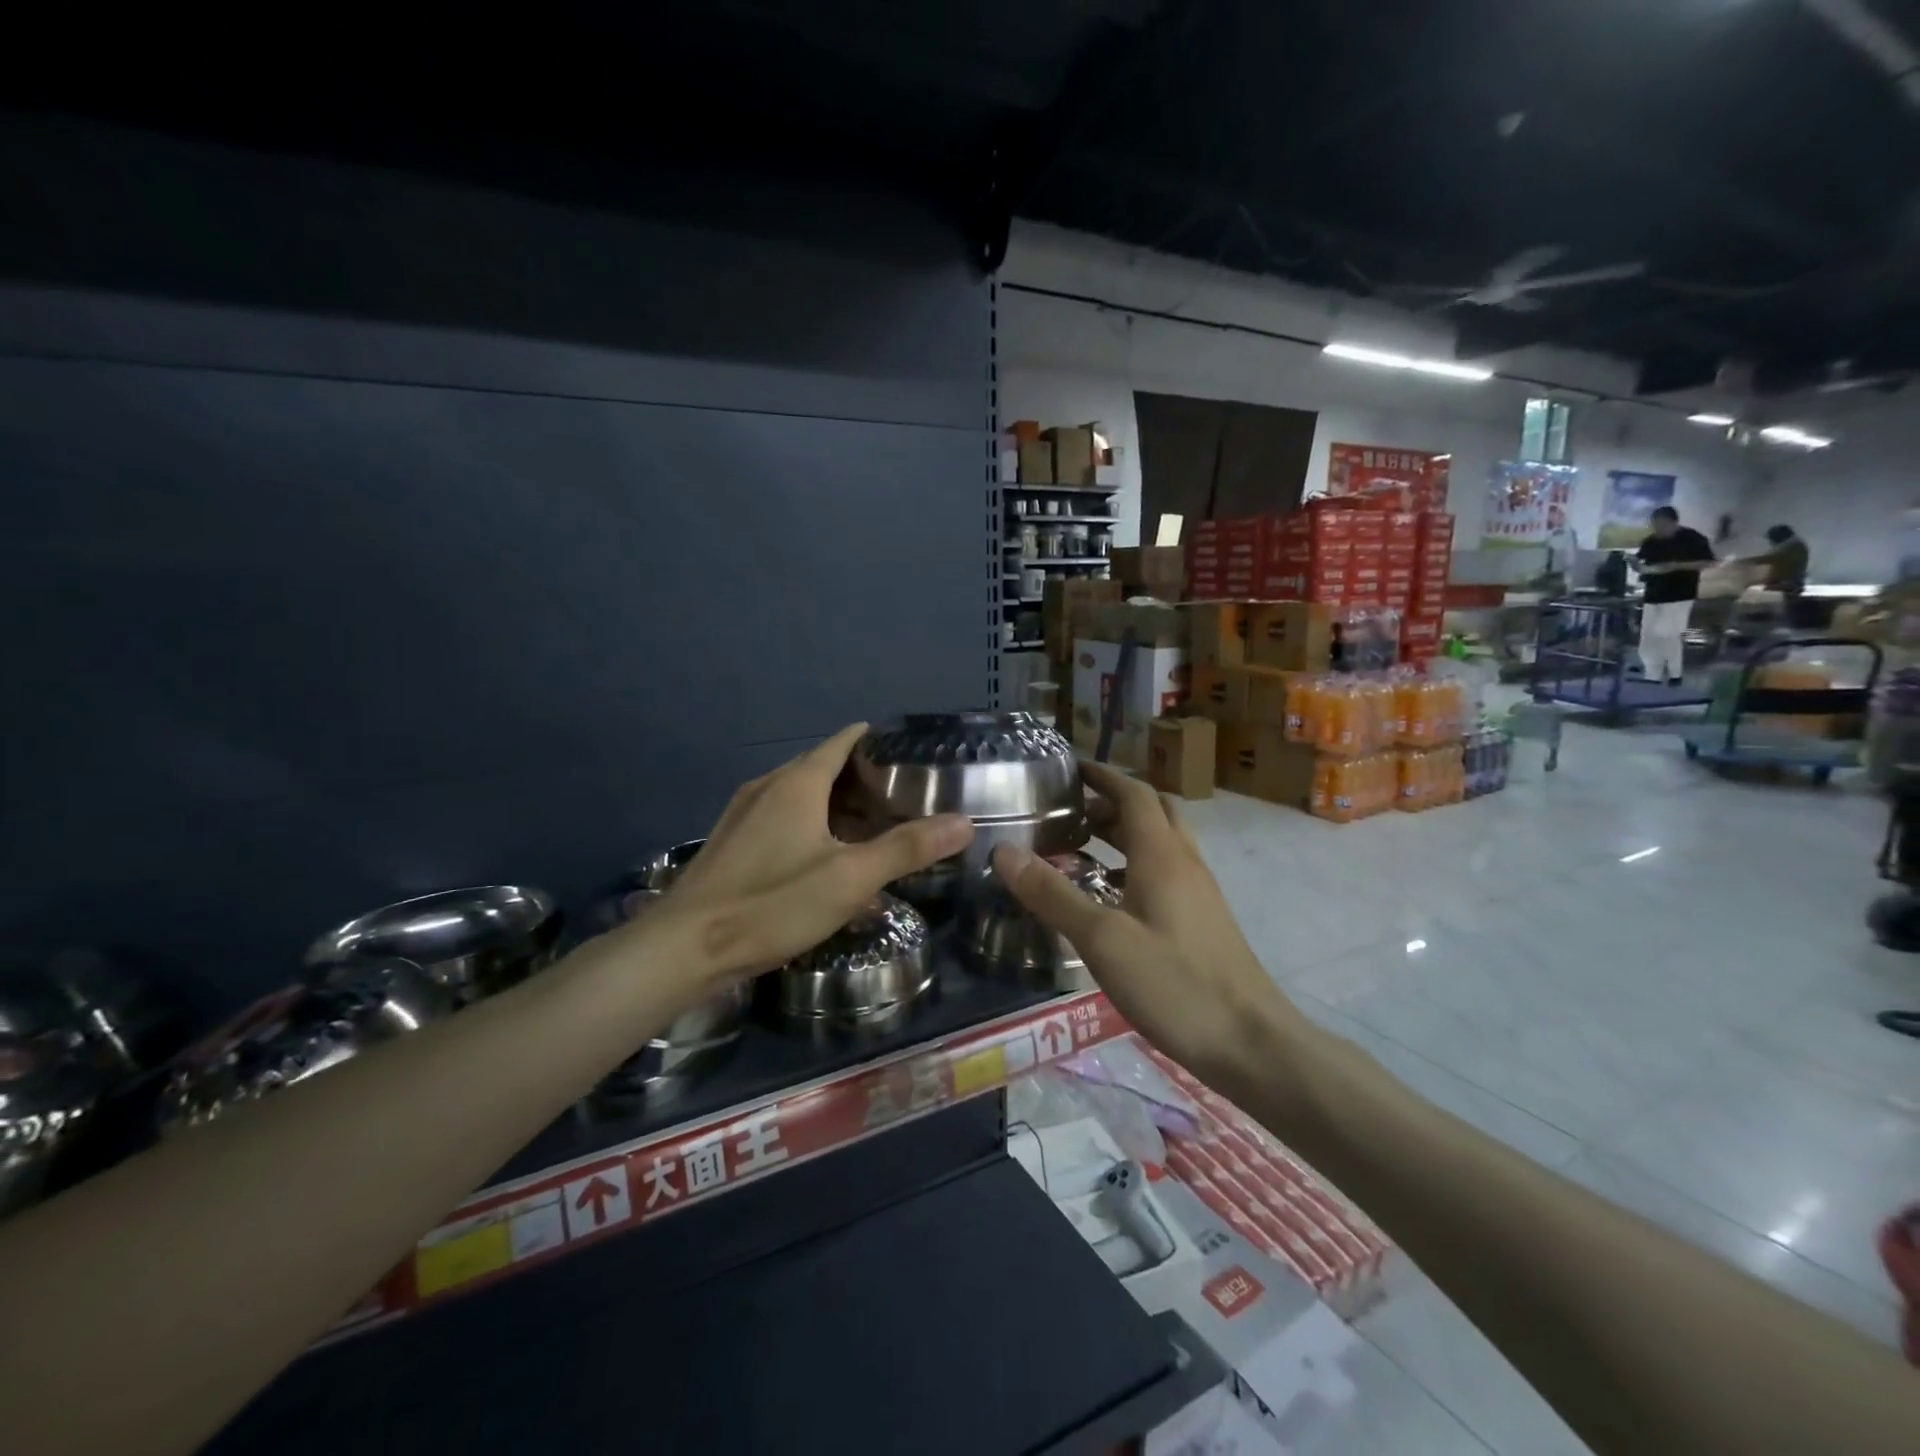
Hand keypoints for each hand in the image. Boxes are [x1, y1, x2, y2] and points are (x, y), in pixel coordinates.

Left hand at [640, 724, 972, 984]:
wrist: (682, 948)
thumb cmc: (772, 904)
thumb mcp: (850, 879)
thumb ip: (907, 848)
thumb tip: (964, 822)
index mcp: (798, 783)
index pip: (843, 741)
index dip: (876, 742)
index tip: (910, 756)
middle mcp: (768, 787)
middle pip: (822, 767)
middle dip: (862, 778)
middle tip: (902, 800)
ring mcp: (743, 814)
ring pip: (800, 795)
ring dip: (836, 805)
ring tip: (871, 829)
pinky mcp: (731, 843)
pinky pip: (780, 818)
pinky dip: (810, 825)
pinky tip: (824, 859)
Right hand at [990, 762, 1311, 1098]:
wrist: (1252, 1044)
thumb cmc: (1175, 984)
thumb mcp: (1102, 940)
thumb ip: (1053, 894)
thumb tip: (1004, 851)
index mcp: (1163, 855)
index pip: (1133, 792)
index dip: (1102, 775)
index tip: (1068, 769)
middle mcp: (1185, 862)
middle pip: (1152, 811)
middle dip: (1111, 802)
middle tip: (1070, 813)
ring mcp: (1199, 892)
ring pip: (1161, 843)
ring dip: (1124, 834)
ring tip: (1080, 849)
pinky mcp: (1203, 920)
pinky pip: (1166, 872)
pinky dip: (1134, 866)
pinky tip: (1110, 899)